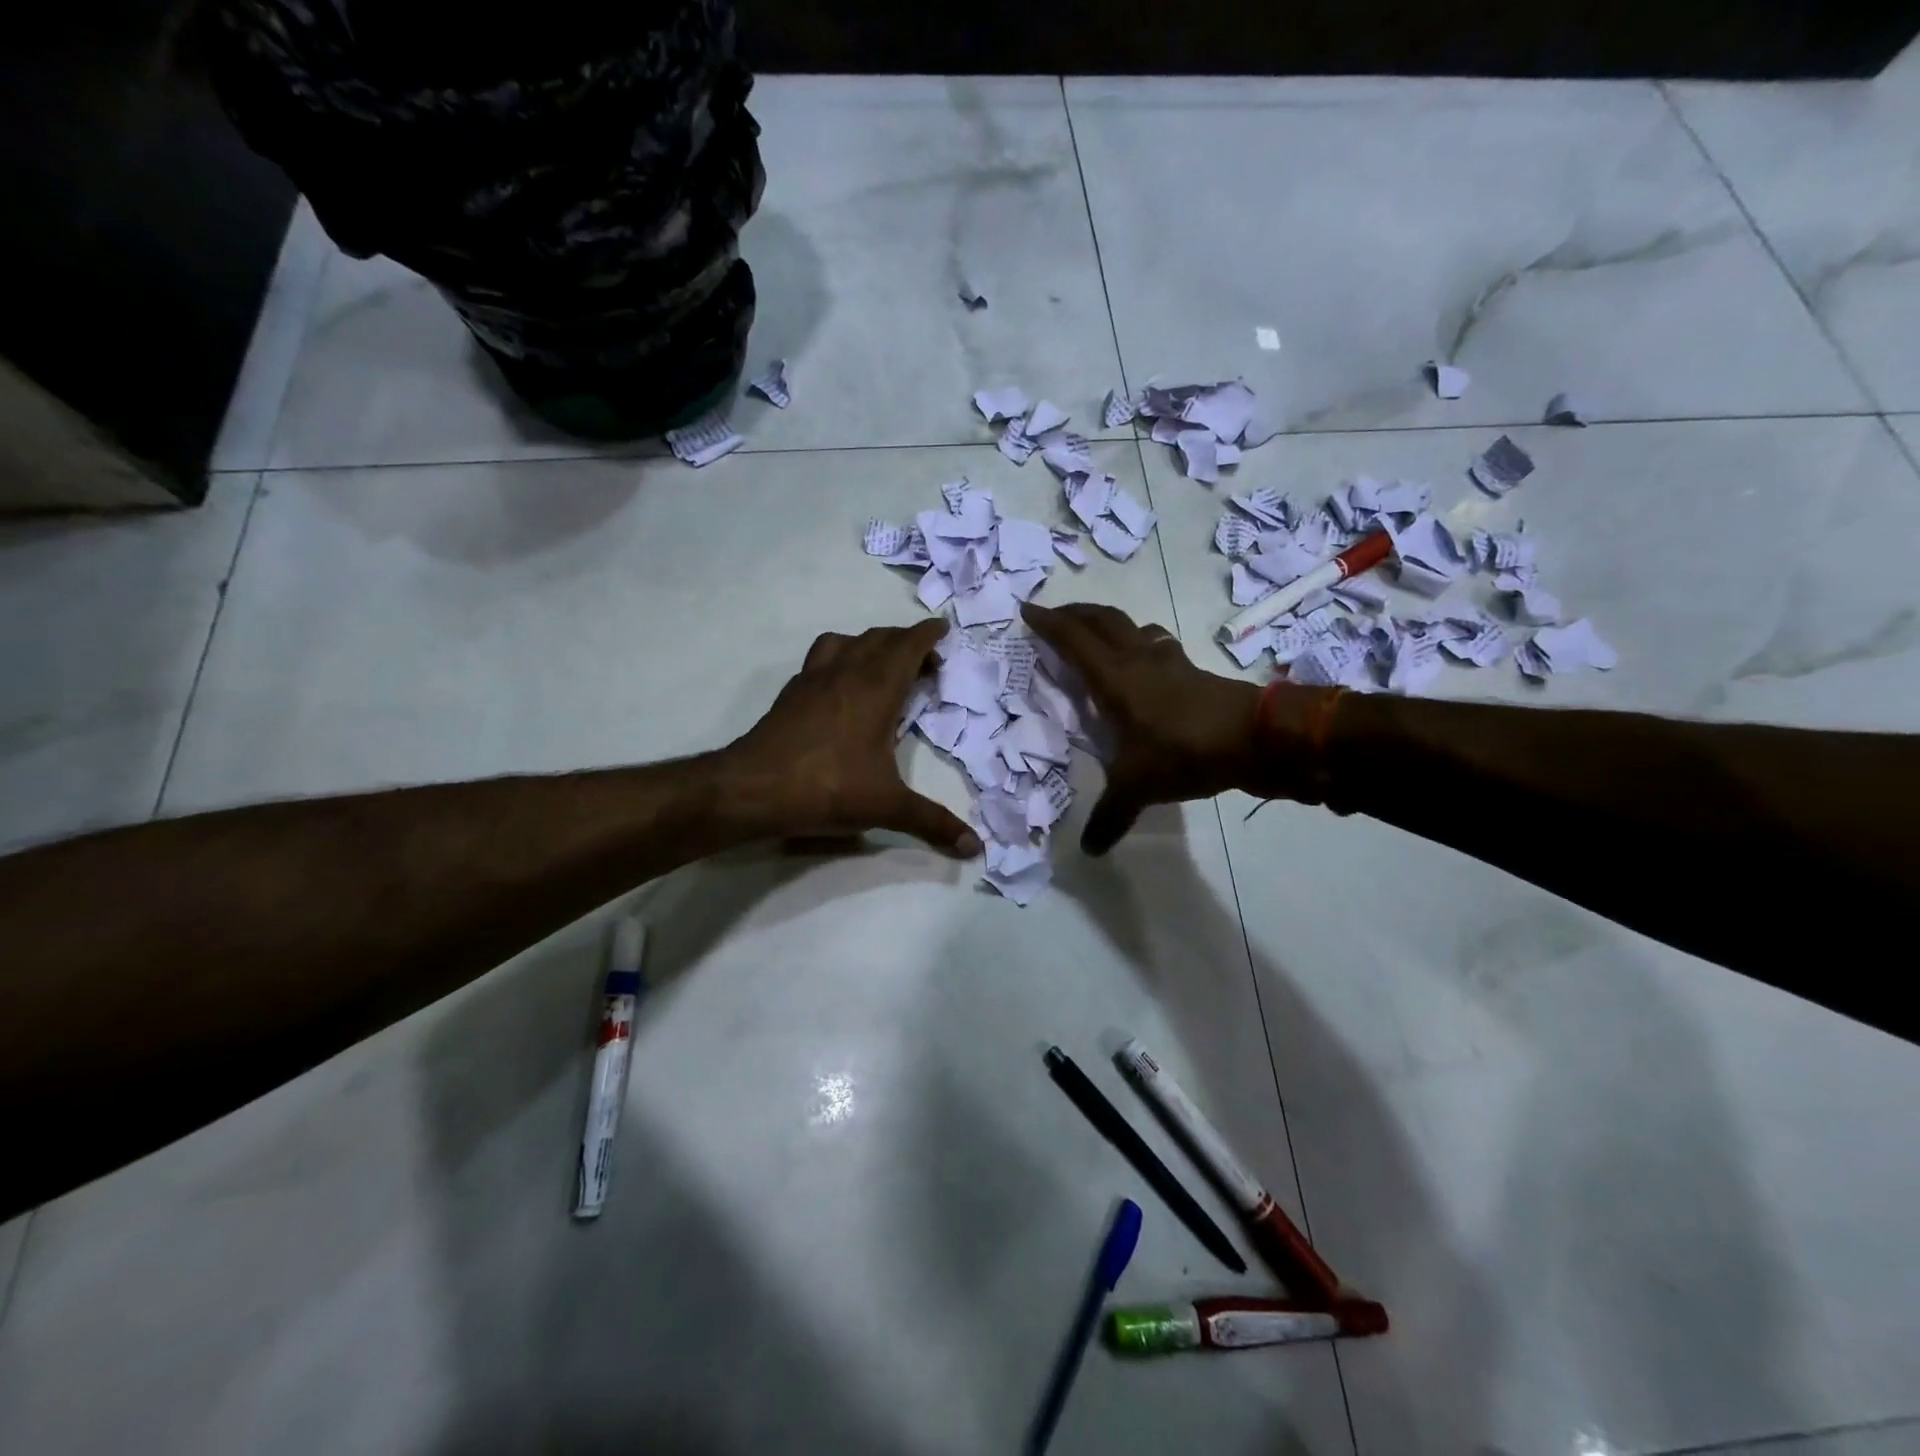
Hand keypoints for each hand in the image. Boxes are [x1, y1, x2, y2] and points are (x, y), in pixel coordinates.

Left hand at [723, 620, 981, 856]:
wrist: (753, 789)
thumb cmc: (828, 788)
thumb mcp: (887, 808)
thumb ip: (933, 823)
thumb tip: (975, 847)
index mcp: (876, 688)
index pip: (908, 645)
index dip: (928, 634)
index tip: (943, 630)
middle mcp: (846, 672)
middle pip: (880, 638)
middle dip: (906, 642)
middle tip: (925, 663)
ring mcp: (814, 679)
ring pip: (846, 641)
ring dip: (869, 644)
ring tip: (882, 668)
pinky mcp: (791, 693)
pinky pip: (820, 659)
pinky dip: (839, 660)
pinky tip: (840, 689)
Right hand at [1022, 603, 1324, 853]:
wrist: (1255, 737)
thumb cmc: (1184, 750)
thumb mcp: (1138, 787)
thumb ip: (1110, 815)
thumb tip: (1088, 850)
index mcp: (1114, 678)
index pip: (1074, 640)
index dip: (1048, 622)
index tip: (1027, 609)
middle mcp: (1138, 660)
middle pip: (1102, 620)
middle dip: (1075, 613)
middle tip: (1056, 617)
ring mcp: (1169, 661)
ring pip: (1133, 627)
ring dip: (1110, 624)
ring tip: (1098, 636)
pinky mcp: (1193, 672)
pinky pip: (1158, 645)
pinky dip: (1142, 644)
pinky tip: (1146, 662)